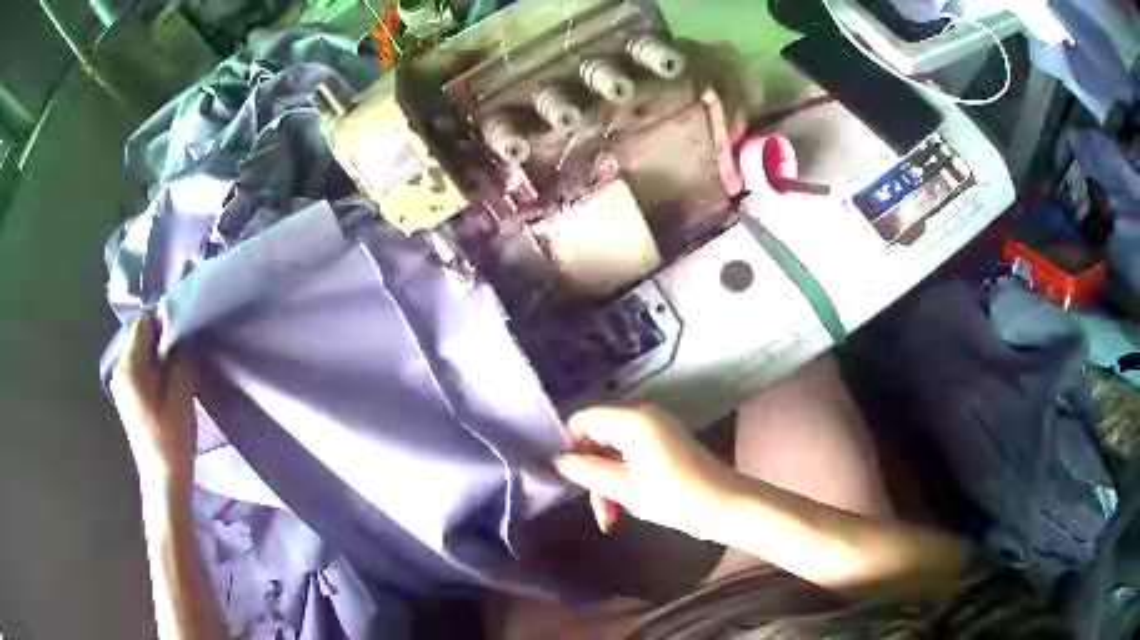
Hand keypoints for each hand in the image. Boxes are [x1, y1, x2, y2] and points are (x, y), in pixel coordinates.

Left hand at [109, 313, 197, 487]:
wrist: (163, 480)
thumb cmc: (172, 439)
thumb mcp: (181, 395)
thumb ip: (180, 358)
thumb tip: (183, 333)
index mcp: (129, 366)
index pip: (144, 322)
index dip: (165, 322)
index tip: (185, 337)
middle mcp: (119, 369)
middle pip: (141, 336)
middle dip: (162, 340)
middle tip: (184, 357)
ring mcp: (121, 383)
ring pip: (141, 352)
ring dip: (159, 355)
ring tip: (178, 373)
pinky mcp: (126, 395)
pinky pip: (139, 367)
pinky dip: (153, 368)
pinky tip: (167, 386)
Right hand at [554, 405, 735, 539]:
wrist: (726, 505)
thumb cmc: (674, 496)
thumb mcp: (623, 488)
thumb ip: (586, 471)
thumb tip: (557, 460)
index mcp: (631, 419)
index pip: (582, 420)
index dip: (571, 448)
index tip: (575, 481)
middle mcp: (643, 415)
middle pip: (597, 436)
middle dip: (593, 473)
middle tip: (601, 511)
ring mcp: (657, 428)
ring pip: (613, 449)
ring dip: (608, 481)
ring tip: (613, 516)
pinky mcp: (667, 442)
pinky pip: (632, 453)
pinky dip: (625, 476)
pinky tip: (630, 503)